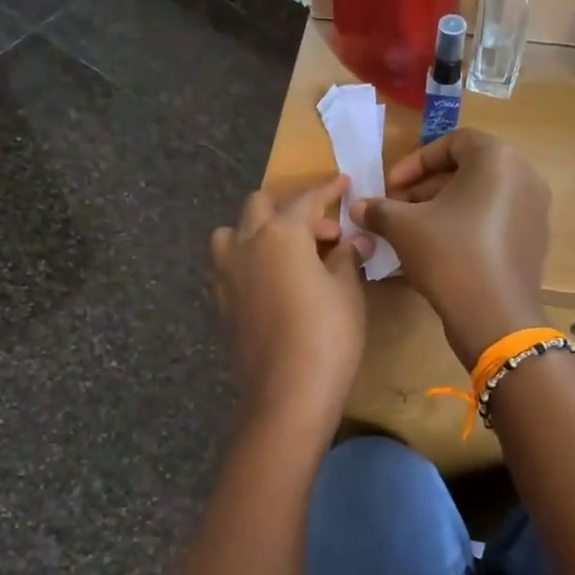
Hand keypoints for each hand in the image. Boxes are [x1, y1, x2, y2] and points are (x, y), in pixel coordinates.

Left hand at [210, 178, 368, 437]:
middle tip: (324, 231)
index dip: (328, 189)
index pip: (306, 199)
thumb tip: (352, 241)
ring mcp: (227, 274)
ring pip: (233, 232)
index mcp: (280, 233)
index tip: (344, 182)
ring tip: (288, 251)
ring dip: (258, 230)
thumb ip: (347, 257)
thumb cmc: (328, 335)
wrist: (287, 392)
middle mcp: (246, 244)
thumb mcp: (347, 291)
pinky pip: (230, 264)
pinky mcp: (222, 301)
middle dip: (292, 207)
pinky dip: (249, 258)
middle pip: (260, 206)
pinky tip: (273, 280)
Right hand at [353, 130, 550, 366]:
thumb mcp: (404, 228)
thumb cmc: (449, 256)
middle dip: (426, 188)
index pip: (453, 142)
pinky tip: (439, 251)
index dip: (415, 162)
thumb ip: (379, 209)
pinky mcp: (533, 241)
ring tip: (412, 233)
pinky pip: (494, 221)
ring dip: (443, 208)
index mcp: (497, 159)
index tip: (390, 186)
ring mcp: (533, 211)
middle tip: (397, 210)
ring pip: (480, 198)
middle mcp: (523, 177)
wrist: (495, 317)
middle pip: (468, 170)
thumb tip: (357, 206)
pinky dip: (466, 226)